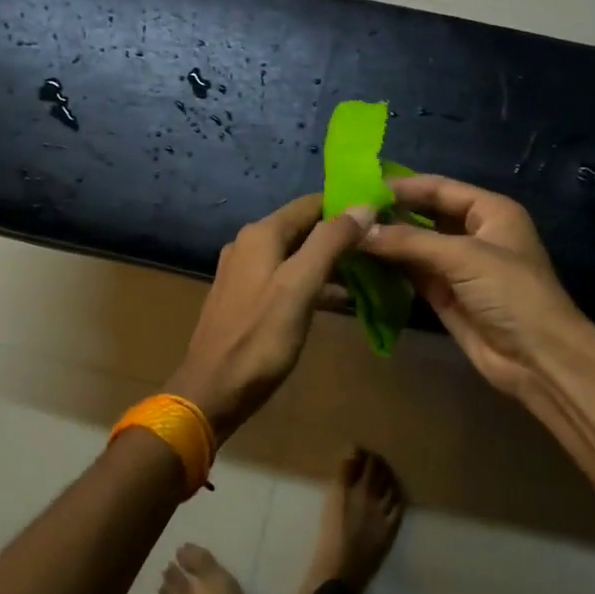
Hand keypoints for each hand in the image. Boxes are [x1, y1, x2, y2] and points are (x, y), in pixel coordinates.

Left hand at [167, 195, 375, 440]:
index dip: (345, 206)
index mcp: (261, 235)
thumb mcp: (300, 286)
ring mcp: (244, 272)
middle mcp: (248, 244)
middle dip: (340, 234)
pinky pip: (285, 277)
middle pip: (303, 227)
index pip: (310, 204)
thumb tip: (363, 206)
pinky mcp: (245, 298)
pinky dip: (312, 281)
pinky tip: (337, 298)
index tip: (382, 214)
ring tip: (368, 272)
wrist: (213, 390)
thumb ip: (330, 243)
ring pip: (295, 254)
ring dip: (329, 260)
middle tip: (380, 245)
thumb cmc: (260, 338)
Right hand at [360, 174, 592, 406]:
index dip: (403, 186)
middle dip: (389, 214)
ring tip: (345, 234)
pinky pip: (411, 273)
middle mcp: (473, 233)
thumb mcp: (463, 257)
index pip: (439, 188)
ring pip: (414, 245)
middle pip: (424, 215)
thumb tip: (359, 230)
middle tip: (345, 211)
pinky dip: (389, 268)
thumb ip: (410, 240)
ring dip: (385, 242)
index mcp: (489, 211)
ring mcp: (458, 266)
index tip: (361, 186)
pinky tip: (359, 261)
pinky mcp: (444, 295)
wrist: (538, 359)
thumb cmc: (511, 293)